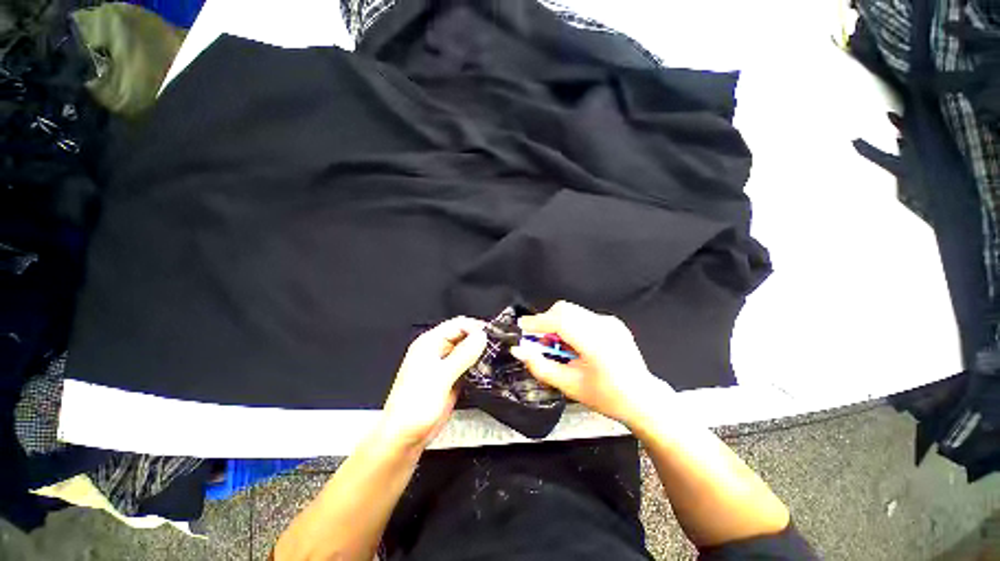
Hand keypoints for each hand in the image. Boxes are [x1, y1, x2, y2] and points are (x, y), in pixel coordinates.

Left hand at [379, 317, 486, 449]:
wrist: (404, 437)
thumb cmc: (416, 405)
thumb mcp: (441, 377)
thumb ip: (463, 355)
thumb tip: (482, 335)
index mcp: (430, 343)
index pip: (458, 325)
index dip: (476, 327)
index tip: (494, 335)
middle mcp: (438, 350)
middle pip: (464, 335)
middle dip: (480, 339)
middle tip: (500, 346)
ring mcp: (445, 365)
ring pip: (467, 350)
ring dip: (481, 352)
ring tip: (499, 356)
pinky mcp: (451, 378)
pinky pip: (468, 366)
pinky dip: (478, 365)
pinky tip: (490, 369)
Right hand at [510, 301, 666, 425]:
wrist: (643, 399)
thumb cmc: (607, 397)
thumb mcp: (569, 386)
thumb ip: (541, 366)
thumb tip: (518, 350)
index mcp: (596, 343)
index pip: (560, 321)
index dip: (537, 321)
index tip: (521, 327)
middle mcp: (604, 326)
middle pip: (565, 309)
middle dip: (545, 320)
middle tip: (537, 340)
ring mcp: (610, 321)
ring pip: (572, 311)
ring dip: (557, 322)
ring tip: (556, 345)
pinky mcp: (612, 322)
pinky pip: (582, 316)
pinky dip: (570, 325)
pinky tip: (573, 344)